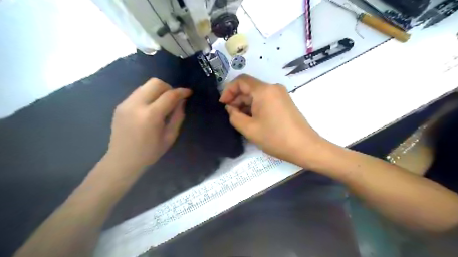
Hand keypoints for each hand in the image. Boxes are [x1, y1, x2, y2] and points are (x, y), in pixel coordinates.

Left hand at [105, 78, 190, 169]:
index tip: (189, 92)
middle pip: (155, 83)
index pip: (169, 95)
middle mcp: (136, 105)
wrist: (122, 160)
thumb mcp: (169, 137)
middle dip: (168, 88)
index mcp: (151, 116)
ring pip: (145, 86)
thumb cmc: (149, 152)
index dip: (181, 92)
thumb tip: (182, 102)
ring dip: (158, 91)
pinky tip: (150, 108)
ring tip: (162, 103)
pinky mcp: (120, 105)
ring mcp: (125, 104)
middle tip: (173, 99)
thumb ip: (178, 117)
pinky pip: (138, 93)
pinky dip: (148, 96)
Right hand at [221, 74, 321, 163]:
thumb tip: (230, 108)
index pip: (241, 81)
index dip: (228, 90)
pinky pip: (265, 100)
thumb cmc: (275, 138)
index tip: (223, 104)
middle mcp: (273, 88)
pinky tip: (252, 119)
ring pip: (256, 94)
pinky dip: (255, 107)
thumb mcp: (249, 129)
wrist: (305, 147)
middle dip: (236, 99)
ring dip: (245, 104)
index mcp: (264, 90)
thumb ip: (234, 116)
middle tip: (230, 115)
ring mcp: (280, 94)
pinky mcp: (284, 102)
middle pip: (249, 87)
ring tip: (240, 120)